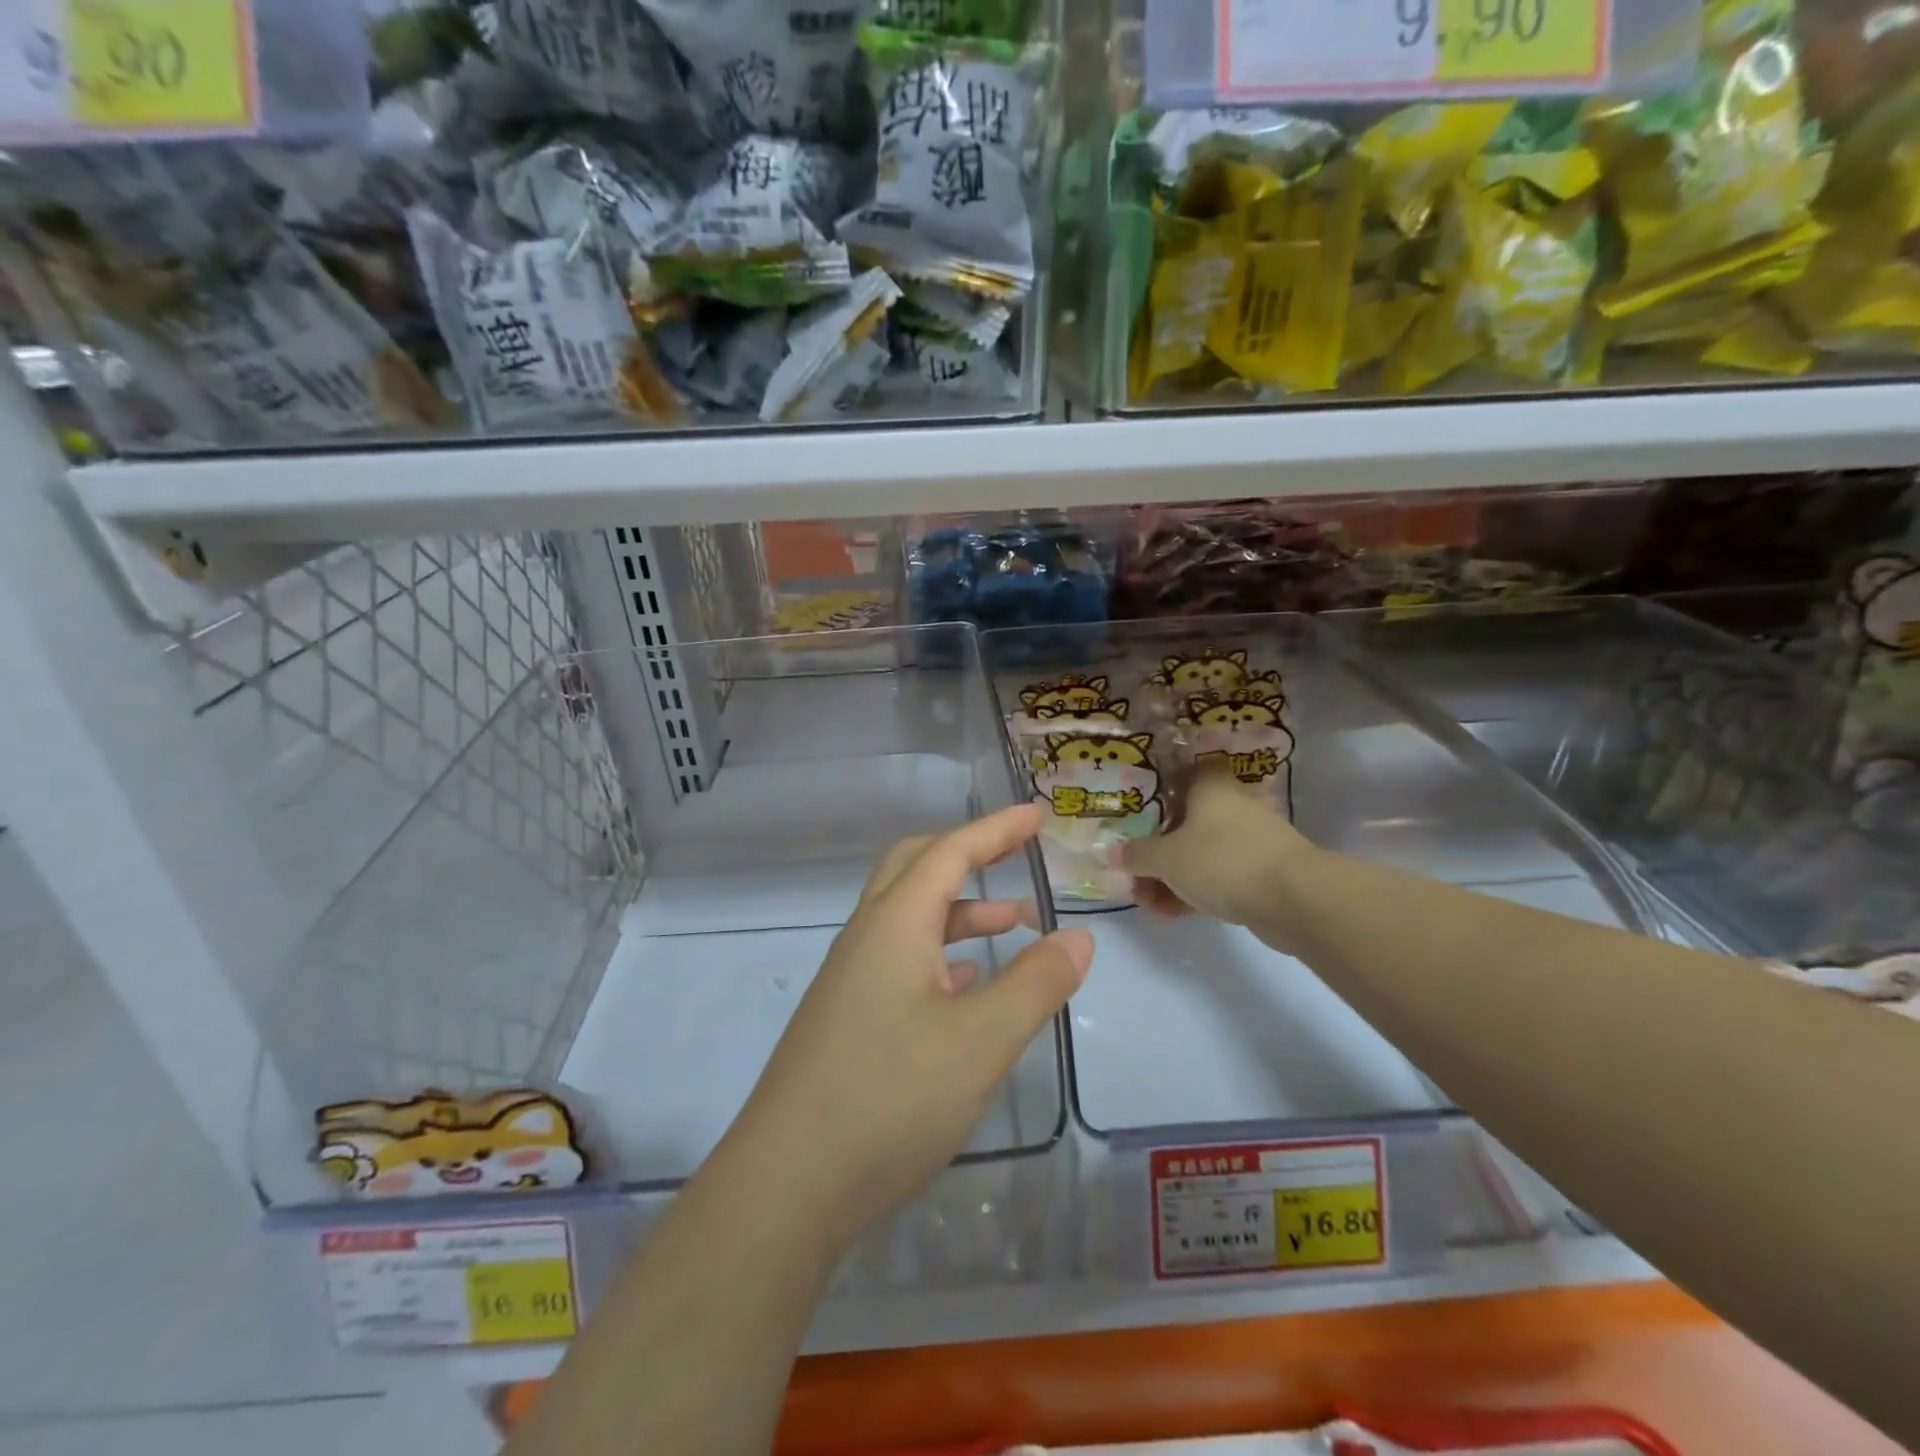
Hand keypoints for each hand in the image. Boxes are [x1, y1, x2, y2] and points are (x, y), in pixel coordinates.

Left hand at [726, 804, 1093, 1249]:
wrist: (786, 1185)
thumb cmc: (889, 1098)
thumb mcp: (981, 1042)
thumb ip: (1036, 983)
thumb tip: (1078, 936)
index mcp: (894, 923)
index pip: (950, 852)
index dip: (996, 829)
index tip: (1036, 814)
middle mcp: (866, 937)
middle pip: (916, 867)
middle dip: (968, 853)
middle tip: (1016, 854)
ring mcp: (850, 979)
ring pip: (909, 917)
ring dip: (960, 909)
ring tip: (1014, 923)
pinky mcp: (846, 1018)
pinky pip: (900, 959)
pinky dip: (940, 952)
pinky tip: (968, 983)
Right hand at [1123, 756, 1313, 936]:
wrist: (1295, 899)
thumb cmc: (1222, 861)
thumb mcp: (1165, 858)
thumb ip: (1136, 854)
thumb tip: (1114, 853)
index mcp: (1209, 786)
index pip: (1180, 774)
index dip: (1156, 792)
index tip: (1135, 816)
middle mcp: (1231, 805)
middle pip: (1184, 821)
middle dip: (1156, 851)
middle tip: (1136, 877)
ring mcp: (1250, 839)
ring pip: (1200, 852)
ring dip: (1172, 877)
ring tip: (1151, 905)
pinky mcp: (1263, 870)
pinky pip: (1219, 875)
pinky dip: (1197, 890)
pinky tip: (1175, 914)